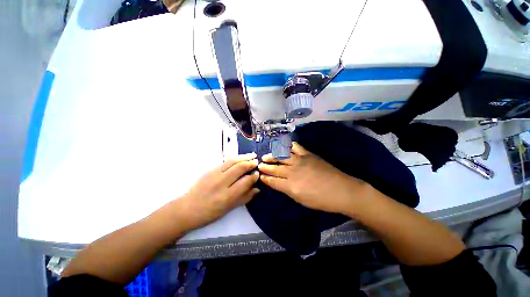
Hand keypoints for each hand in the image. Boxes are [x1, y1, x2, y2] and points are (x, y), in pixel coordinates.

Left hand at [176, 153, 259, 230]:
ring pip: (232, 161)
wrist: (188, 208)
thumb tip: (257, 189)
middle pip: (239, 167)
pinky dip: (235, 158)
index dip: (254, 176)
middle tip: (257, 161)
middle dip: (250, 163)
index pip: (245, 181)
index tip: (258, 174)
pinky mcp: (209, 170)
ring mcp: (214, 174)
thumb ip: (245, 198)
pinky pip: (225, 161)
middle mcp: (221, 183)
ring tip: (252, 155)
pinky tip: (240, 158)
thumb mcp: (230, 208)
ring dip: (243, 157)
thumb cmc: (210, 212)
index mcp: (227, 196)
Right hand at [258, 142, 367, 214]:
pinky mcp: (308, 154)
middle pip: (275, 168)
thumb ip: (287, 190)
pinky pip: (295, 147)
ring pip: (281, 156)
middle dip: (265, 167)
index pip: (272, 181)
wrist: (342, 190)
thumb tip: (277, 183)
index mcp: (290, 186)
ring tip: (265, 156)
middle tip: (259, 165)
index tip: (260, 176)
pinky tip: (282, 146)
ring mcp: (300, 161)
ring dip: (272, 156)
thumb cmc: (321, 200)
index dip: (265, 178)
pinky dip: (287, 146)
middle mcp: (292, 172)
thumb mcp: (301, 200)